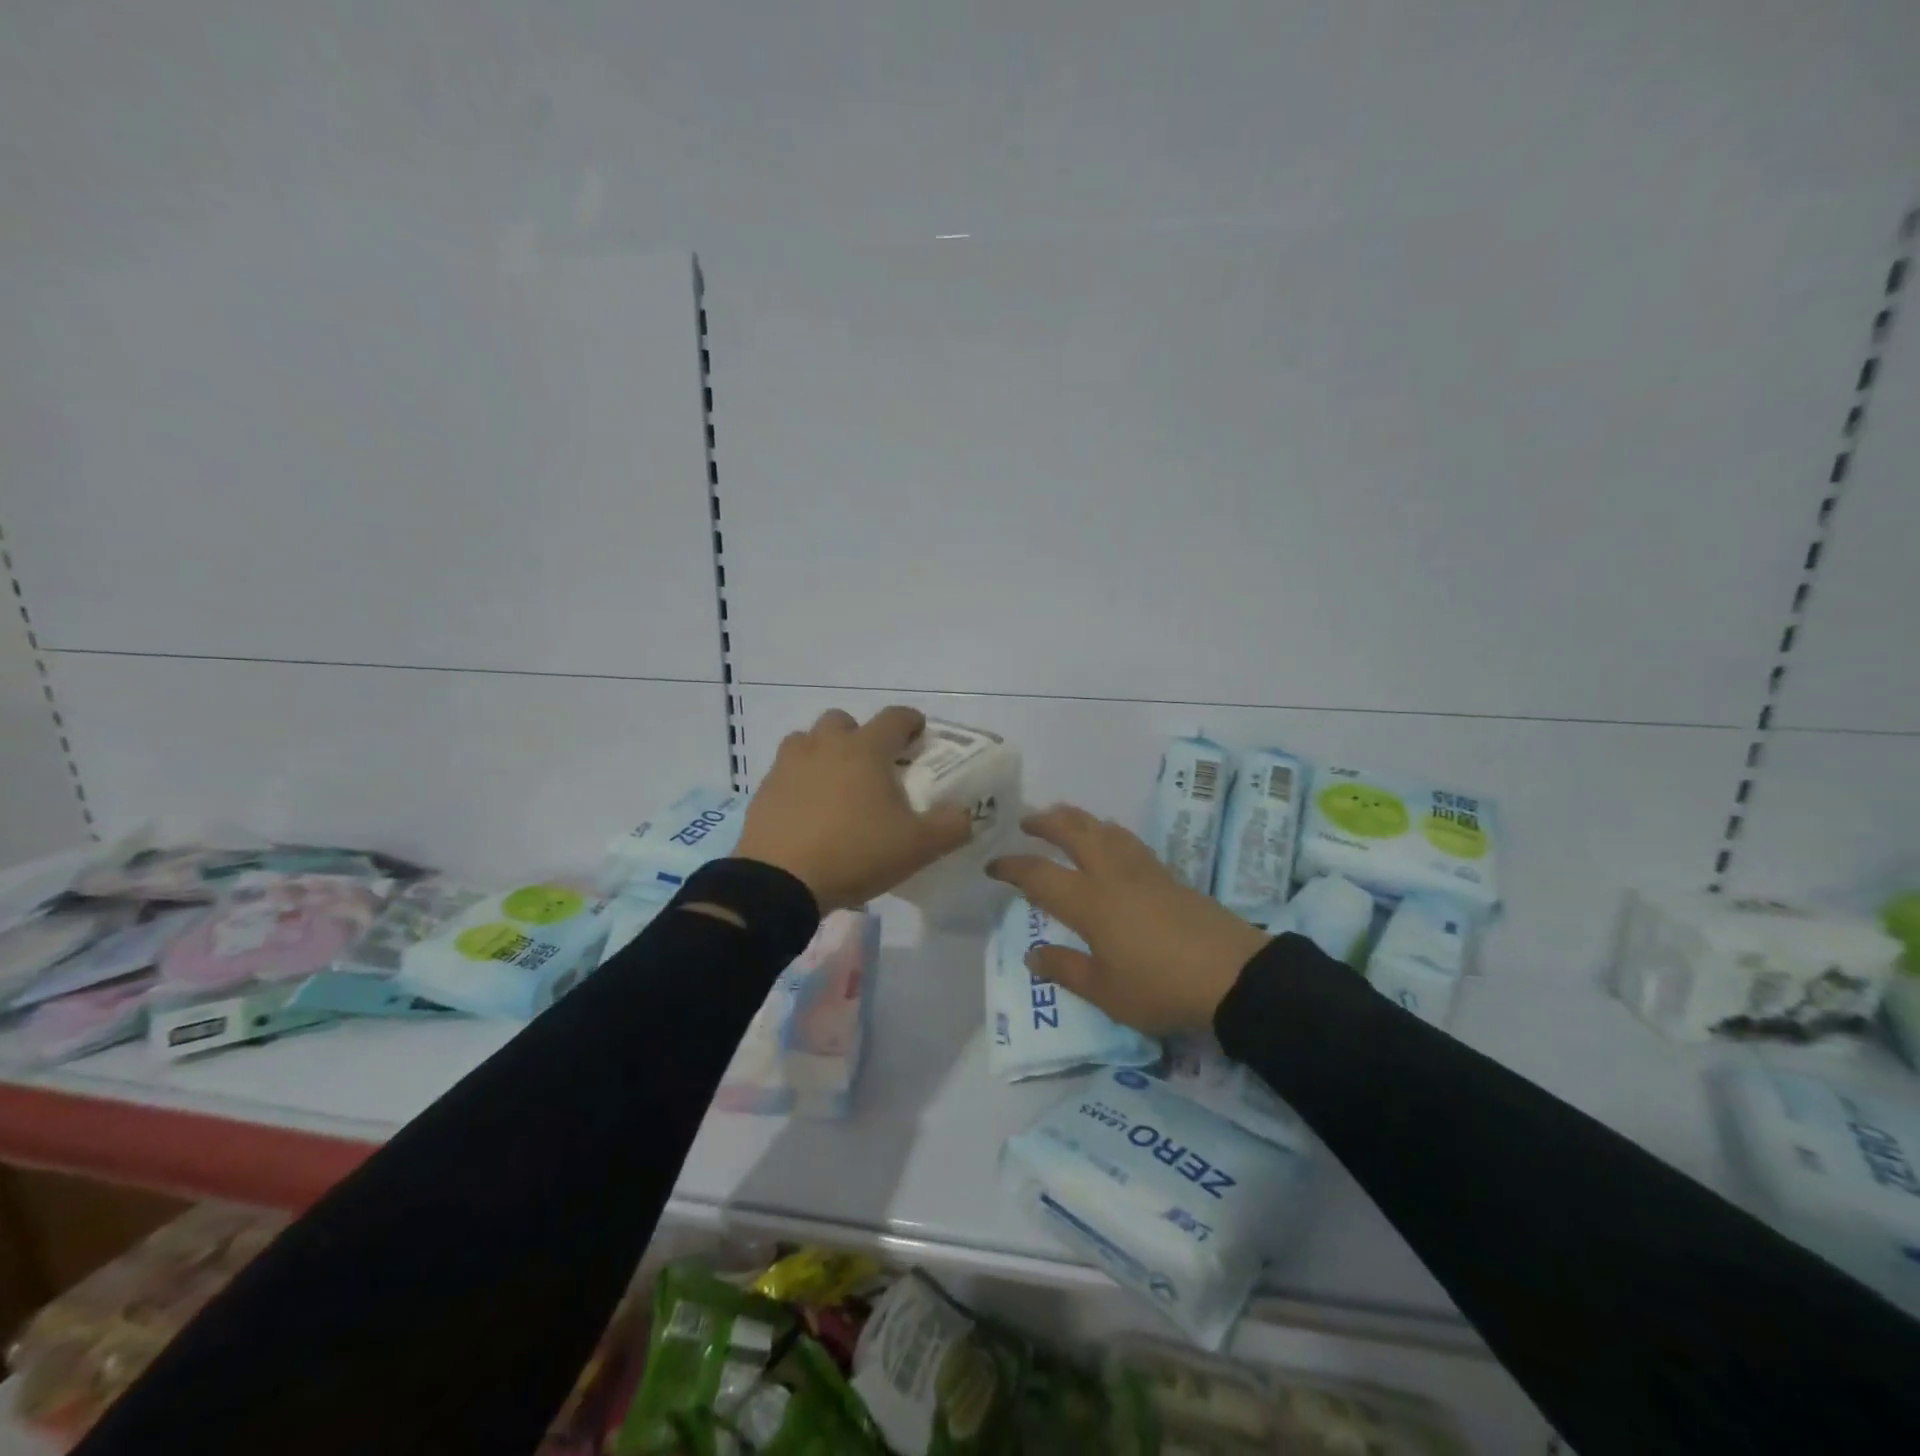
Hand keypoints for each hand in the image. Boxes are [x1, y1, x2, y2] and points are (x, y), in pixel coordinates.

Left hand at [734, 707, 973, 912]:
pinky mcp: (764, 791)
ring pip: (808, 741)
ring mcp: (788, 766)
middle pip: (843, 721)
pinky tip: (809, 812)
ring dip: (824, 753)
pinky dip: (800, 782)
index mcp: (865, 749)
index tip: (919, 734)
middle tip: (873, 766)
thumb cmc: (855, 853)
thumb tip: (966, 814)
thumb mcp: (917, 846)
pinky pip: (786, 773)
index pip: (894, 717)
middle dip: (860, 736)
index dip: (911, 722)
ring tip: (836, 786)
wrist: (779, 883)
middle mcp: (824, 746)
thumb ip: (951, 826)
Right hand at [987, 805, 1269, 1032]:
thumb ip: (1065, 969)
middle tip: (1026, 821)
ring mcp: (1142, 871)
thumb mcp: (1105, 992)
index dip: (1012, 867)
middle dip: (1046, 823)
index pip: (1039, 875)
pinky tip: (1111, 835)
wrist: (1232, 975)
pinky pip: (1127, 839)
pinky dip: (1108, 830)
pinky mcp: (1168, 875)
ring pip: (1103, 829)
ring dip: (1077, 818)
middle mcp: (1111, 875)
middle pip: (1073, 833)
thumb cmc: (1160, 987)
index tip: (993, 865)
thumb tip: (1031, 954)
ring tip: (1063, 816)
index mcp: (1089, 903)